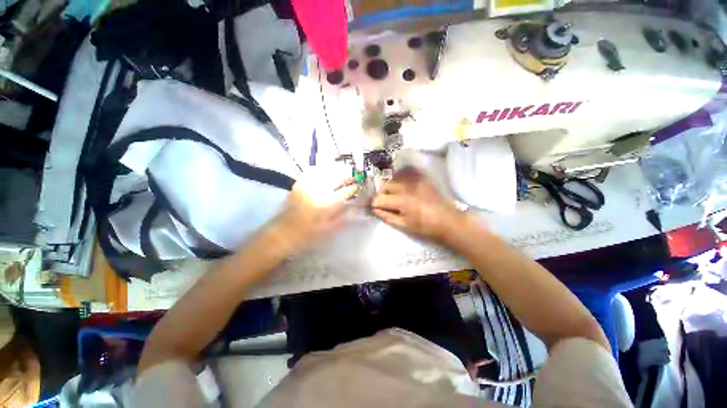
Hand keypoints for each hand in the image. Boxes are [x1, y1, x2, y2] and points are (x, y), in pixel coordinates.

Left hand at [273, 166, 357, 255]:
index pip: (344, 192)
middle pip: (335, 178)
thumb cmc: (307, 236)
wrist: (281, 235)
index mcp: (326, 204)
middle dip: (345, 176)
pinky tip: (323, 172)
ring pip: (323, 172)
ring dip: (334, 171)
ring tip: (340, 173)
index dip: (352, 188)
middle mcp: (318, 191)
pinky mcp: (297, 186)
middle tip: (351, 177)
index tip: (356, 187)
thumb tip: (352, 207)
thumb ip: (341, 217)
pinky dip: (319, 170)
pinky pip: (309, 173)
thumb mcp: (328, 230)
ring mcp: (306, 186)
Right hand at [371, 167, 466, 244]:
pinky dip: (401, 178)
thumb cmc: (426, 227)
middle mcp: (407, 187)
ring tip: (393, 195)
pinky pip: (407, 172)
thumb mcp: (404, 226)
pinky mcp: (423, 178)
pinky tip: (402, 186)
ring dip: (390, 186)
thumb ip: (387, 216)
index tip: (374, 208)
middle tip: (384, 202)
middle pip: (386, 185)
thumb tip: (374, 210)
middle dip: (381, 194)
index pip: (380, 199)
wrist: (449, 221)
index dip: (374, 204)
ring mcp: (416, 180)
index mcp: (402, 201)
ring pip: (394, 178)